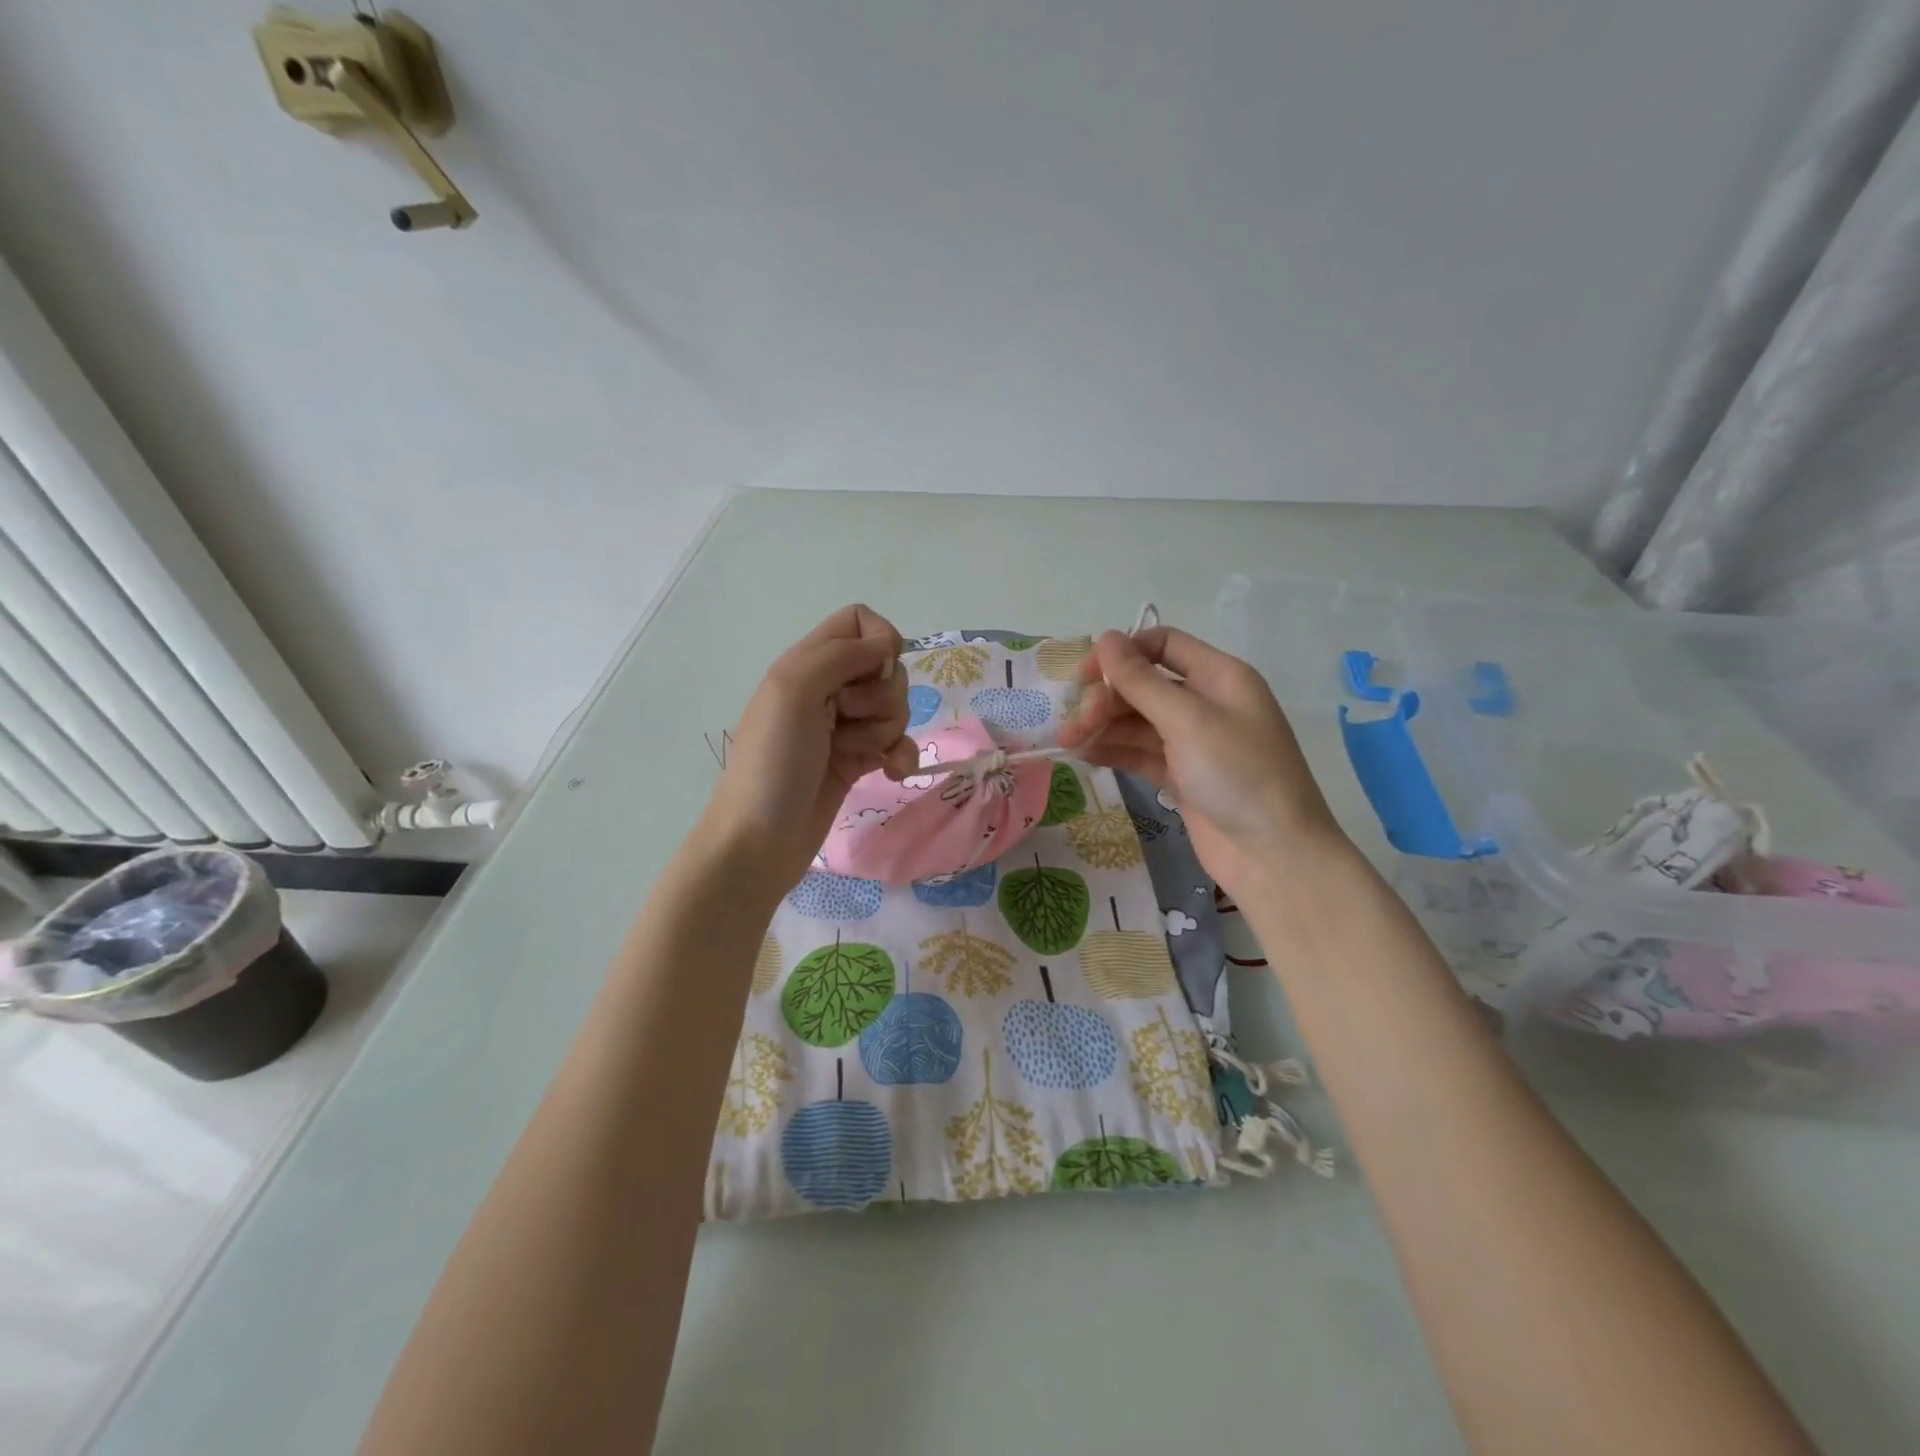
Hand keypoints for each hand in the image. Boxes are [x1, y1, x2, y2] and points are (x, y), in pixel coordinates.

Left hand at [698, 605, 915, 899]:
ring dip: (887, 730)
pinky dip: (900, 755)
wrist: (759, 841)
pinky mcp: (856, 761)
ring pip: (894, 707)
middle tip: (850, 720)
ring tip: (857, 754)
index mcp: (807, 663)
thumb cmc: (772, 763)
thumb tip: (888, 646)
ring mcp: (843, 727)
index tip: (876, 672)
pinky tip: (892, 773)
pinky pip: (896, 743)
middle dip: (883, 695)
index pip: (859, 622)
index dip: (879, 640)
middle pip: (885, 668)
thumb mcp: (793, 691)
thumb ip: (841, 655)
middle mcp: (827, 689)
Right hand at [1057, 626, 1346, 900]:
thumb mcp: (1188, 720)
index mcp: (1219, 676)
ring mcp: (1192, 742)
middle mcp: (1205, 702)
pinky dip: (1113, 750)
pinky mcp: (1181, 775)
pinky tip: (1083, 754)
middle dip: (1106, 698)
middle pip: (1143, 685)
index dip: (1122, 652)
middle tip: (1076, 722)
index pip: (1163, 644)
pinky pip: (1139, 752)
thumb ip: (1141, 681)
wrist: (1274, 855)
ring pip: (1137, 721)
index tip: (1085, 673)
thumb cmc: (1238, 774)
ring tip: (1068, 742)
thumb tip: (1104, 638)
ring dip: (1101, 726)